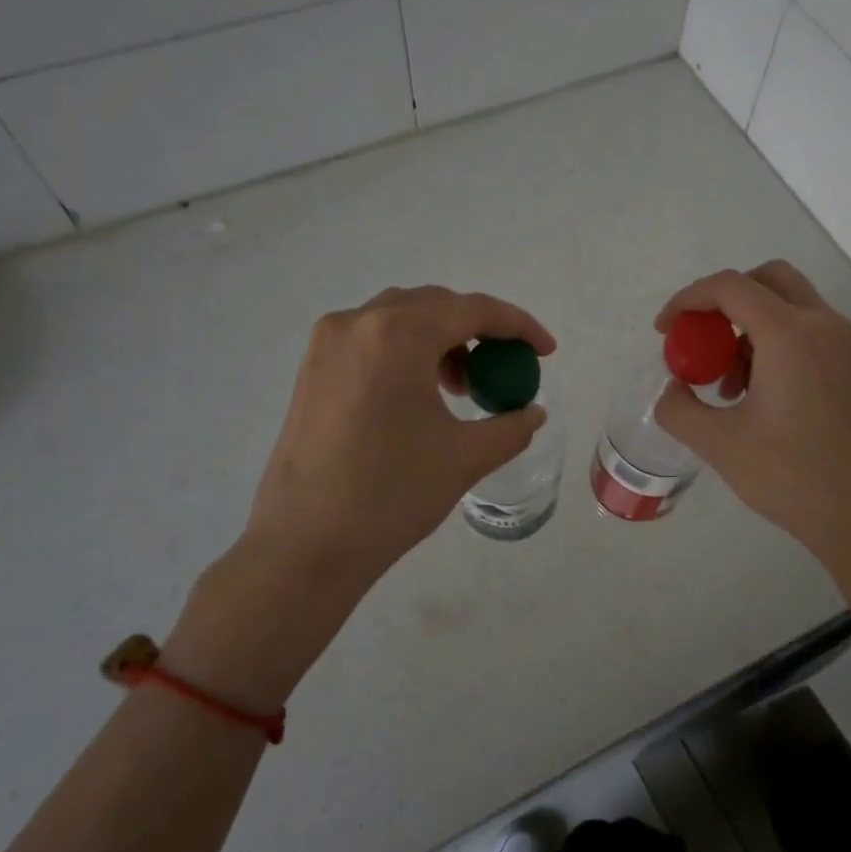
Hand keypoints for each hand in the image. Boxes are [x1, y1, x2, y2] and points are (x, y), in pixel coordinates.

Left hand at [168, 286, 554, 710]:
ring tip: (460, 388)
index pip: (472, 310)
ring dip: (441, 340)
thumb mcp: (465, 457)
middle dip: (478, 331)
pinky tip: (419, 395)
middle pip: (435, 306)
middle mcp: (358, 323)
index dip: (518, 326)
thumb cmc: (391, 494)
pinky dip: (406, 353)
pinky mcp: (311, 368)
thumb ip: (511, 426)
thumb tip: (533, 413)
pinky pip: (371, 340)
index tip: (545, 351)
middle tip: (502, 370)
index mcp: (398, 334)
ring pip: (400, 319)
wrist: (305, 545)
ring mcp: (327, 343)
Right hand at [653, 262, 850, 588]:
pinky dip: (774, 343)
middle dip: (724, 301)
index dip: (688, 300)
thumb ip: (679, 408)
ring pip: (788, 305)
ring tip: (725, 385)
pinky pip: (807, 332)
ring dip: (748, 327)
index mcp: (790, 334)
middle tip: (700, 340)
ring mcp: (845, 345)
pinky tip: (757, 395)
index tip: (666, 332)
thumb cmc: (791, 477)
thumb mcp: (719, 444)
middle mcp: (823, 325)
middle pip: (767, 280)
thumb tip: (673, 389)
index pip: (730, 287)